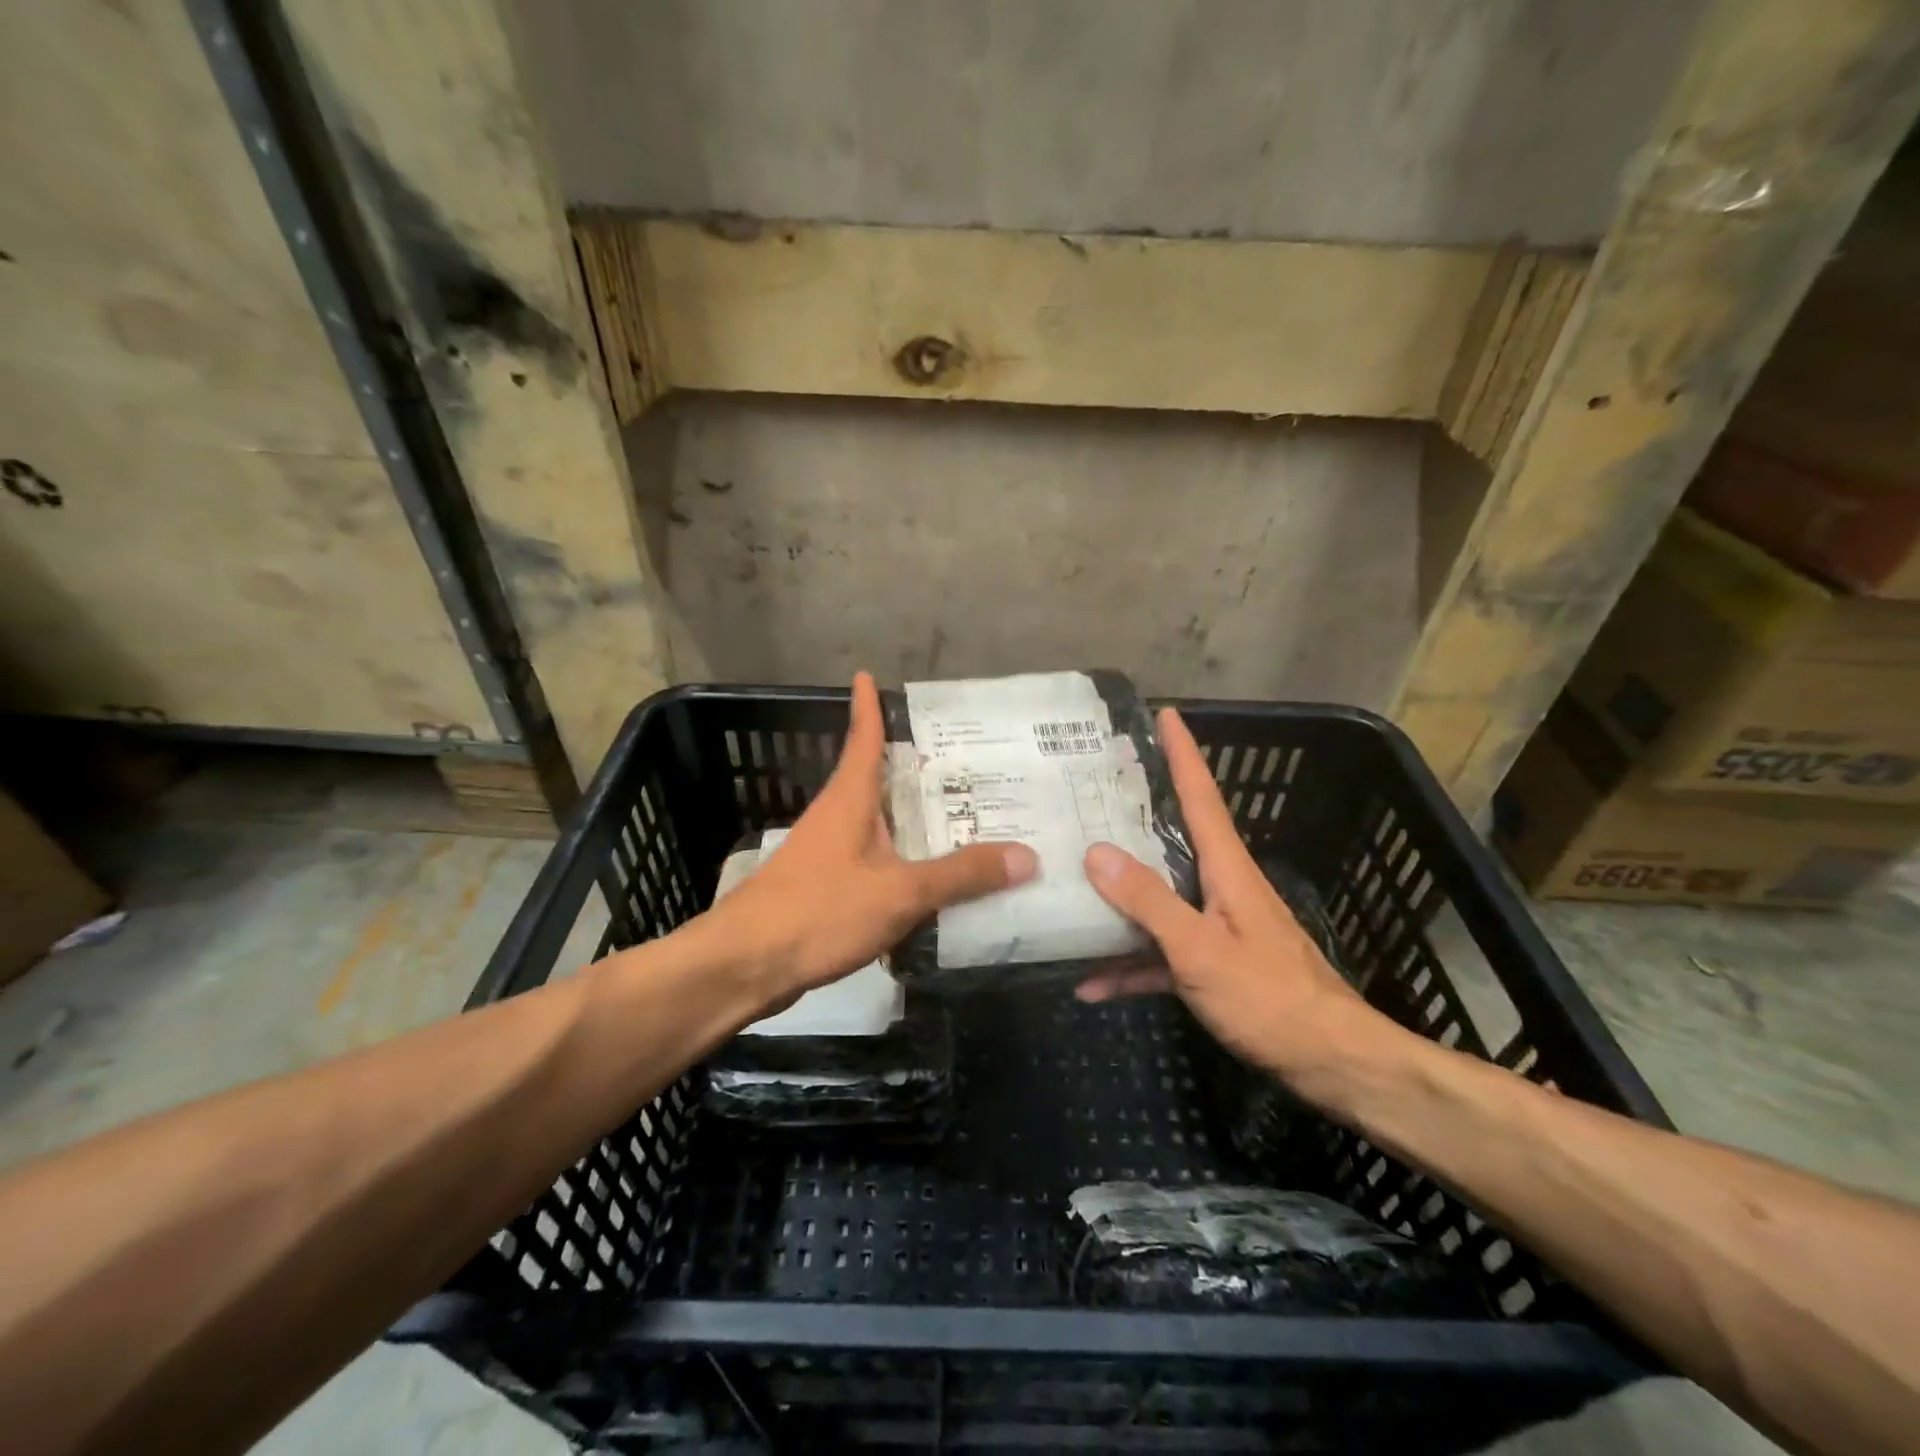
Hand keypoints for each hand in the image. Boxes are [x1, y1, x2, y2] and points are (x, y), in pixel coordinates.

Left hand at [695, 672, 1036, 1015]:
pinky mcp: (824, 888)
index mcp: (850, 799)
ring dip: (912, 818)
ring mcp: (826, 854)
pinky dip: (902, 860)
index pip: (863, 739)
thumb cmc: (819, 910)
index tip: (867, 675)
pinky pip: (874, 862)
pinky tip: (929, 880)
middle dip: (916, 769)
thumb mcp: (899, 891)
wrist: (745, 966)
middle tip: (969, 761)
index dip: (868, 707)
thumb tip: (1028, 855)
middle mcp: (837, 817)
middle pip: (878, 780)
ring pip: (878, 824)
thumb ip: (961, 875)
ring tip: (962, 818)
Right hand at [1076, 707, 1406, 1103]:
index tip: (1165, 714)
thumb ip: (1148, 901)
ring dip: (1120, 894)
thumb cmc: (1269, 998)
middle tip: (1093, 788)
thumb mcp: (1199, 949)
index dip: (1183, 753)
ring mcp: (1216, 926)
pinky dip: (1130, 963)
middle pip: (1174, 837)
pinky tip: (1091, 984)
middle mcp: (1221, 886)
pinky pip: (1162, 952)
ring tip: (1070, 880)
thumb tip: (1096, 851)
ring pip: (1160, 896)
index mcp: (1226, 868)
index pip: (1201, 795)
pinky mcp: (1213, 964)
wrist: (1331, 1063)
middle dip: (1138, 810)